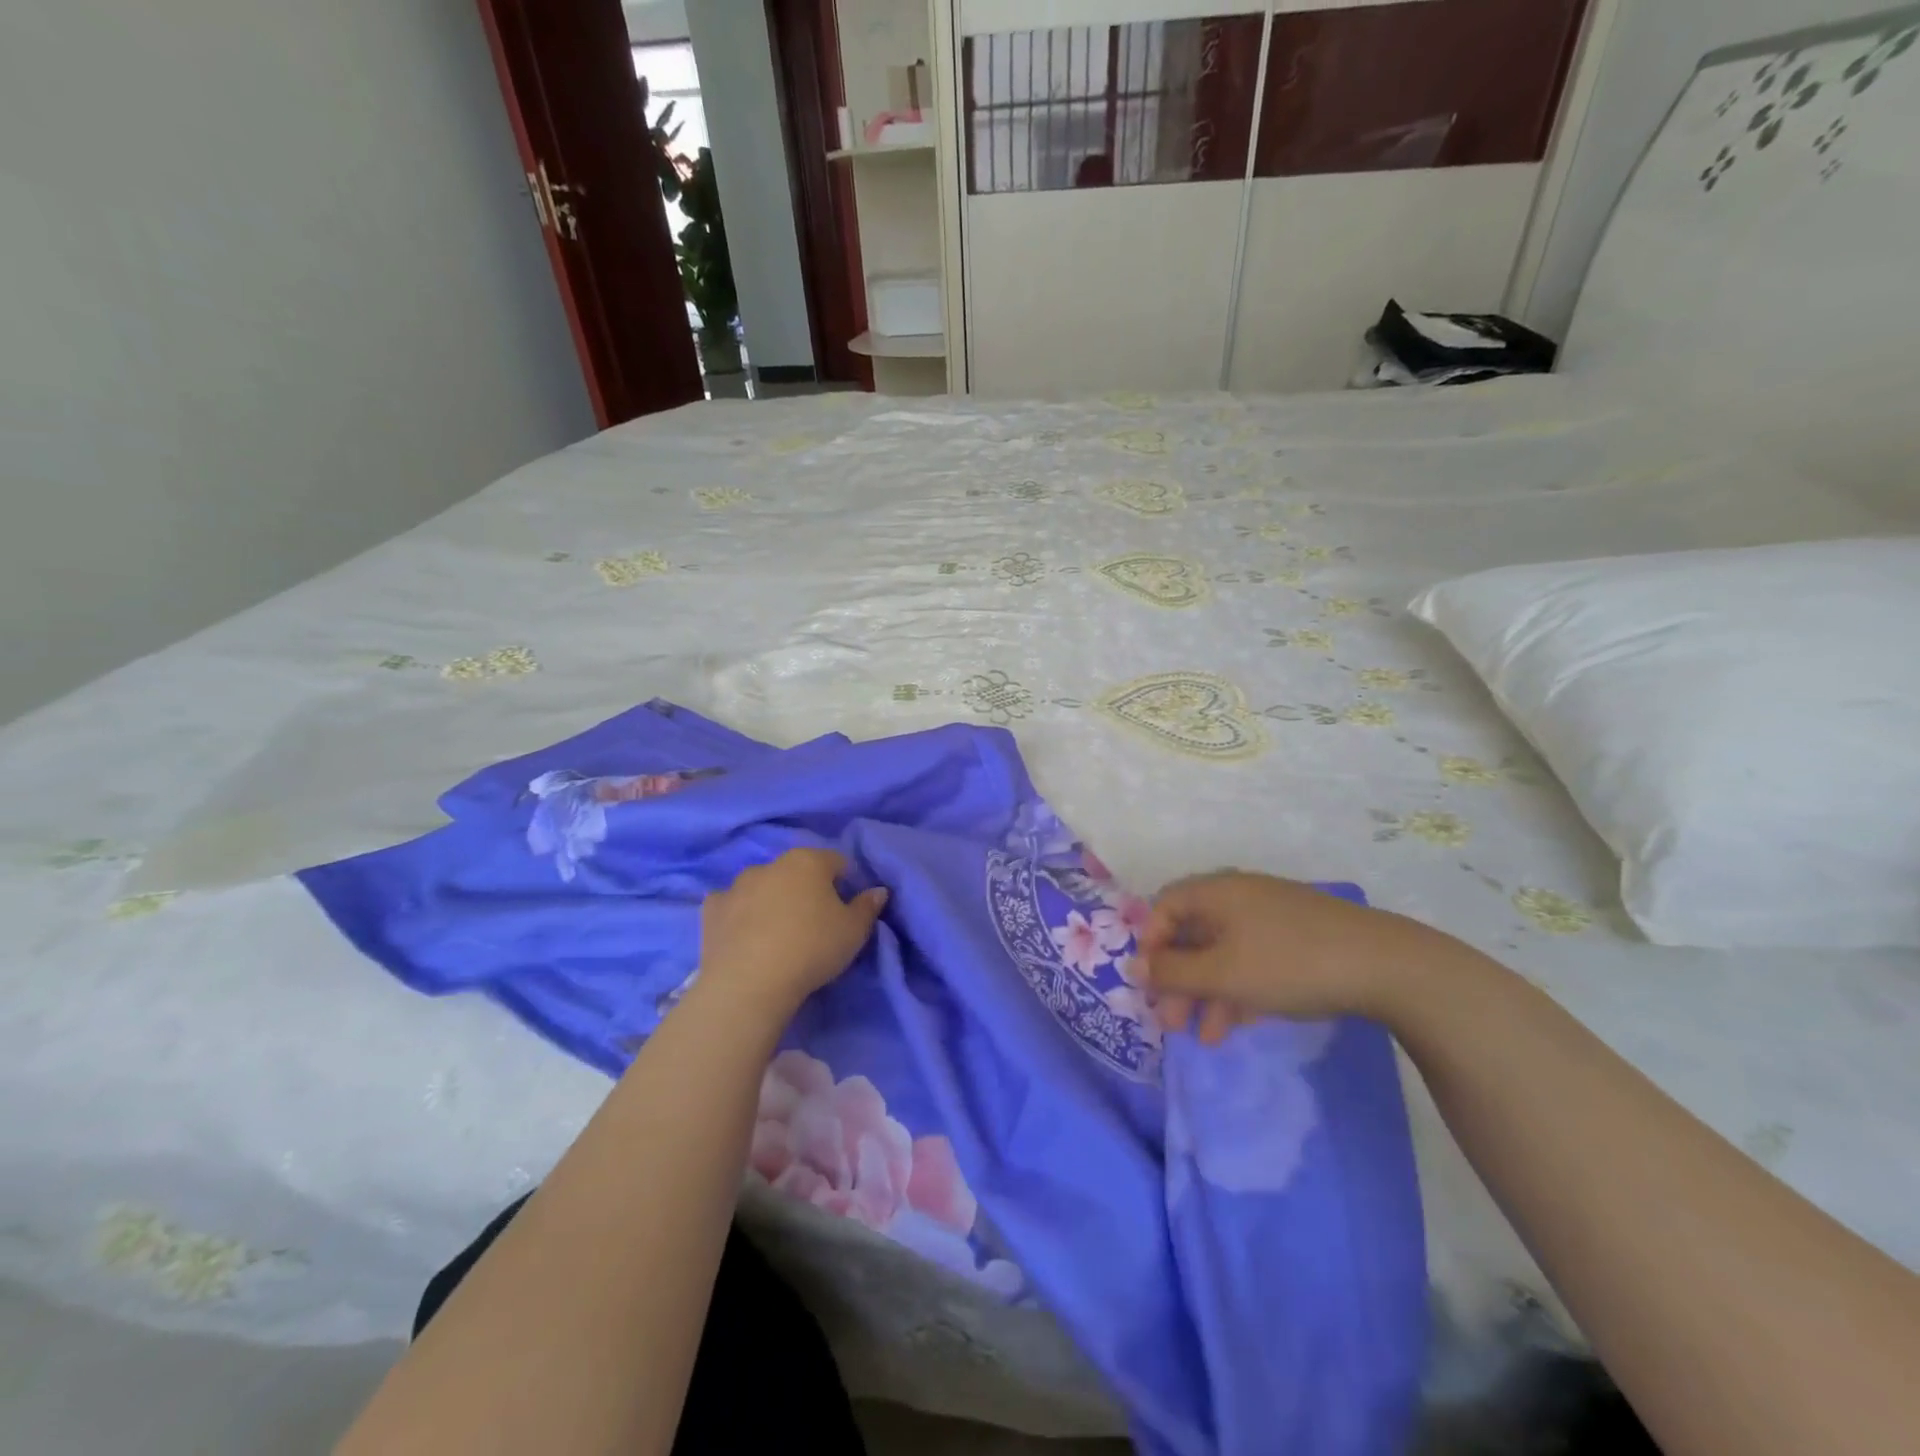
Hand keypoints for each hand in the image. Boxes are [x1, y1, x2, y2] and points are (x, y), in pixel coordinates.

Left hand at [699, 848, 888, 1012]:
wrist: (749, 983)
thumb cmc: (812, 949)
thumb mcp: (854, 932)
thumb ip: (868, 907)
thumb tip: (878, 890)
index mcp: (809, 861)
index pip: (837, 861)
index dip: (845, 883)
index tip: (847, 909)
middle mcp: (771, 864)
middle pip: (797, 871)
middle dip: (806, 890)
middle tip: (814, 924)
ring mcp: (737, 885)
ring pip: (763, 886)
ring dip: (772, 900)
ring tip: (777, 934)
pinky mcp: (711, 909)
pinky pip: (731, 905)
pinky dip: (739, 914)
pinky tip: (744, 936)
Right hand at [1140, 872, 1438, 1042]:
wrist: (1385, 966)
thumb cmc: (1288, 963)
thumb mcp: (1222, 974)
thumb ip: (1173, 972)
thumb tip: (1133, 966)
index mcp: (1216, 892)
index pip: (1165, 907)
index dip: (1151, 945)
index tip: (1151, 985)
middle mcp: (1239, 896)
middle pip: (1193, 934)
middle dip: (1179, 980)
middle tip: (1171, 1022)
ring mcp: (1271, 916)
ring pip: (1223, 952)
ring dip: (1207, 993)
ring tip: (1205, 1038)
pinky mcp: (1298, 938)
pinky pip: (1252, 959)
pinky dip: (1239, 990)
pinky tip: (1238, 1026)